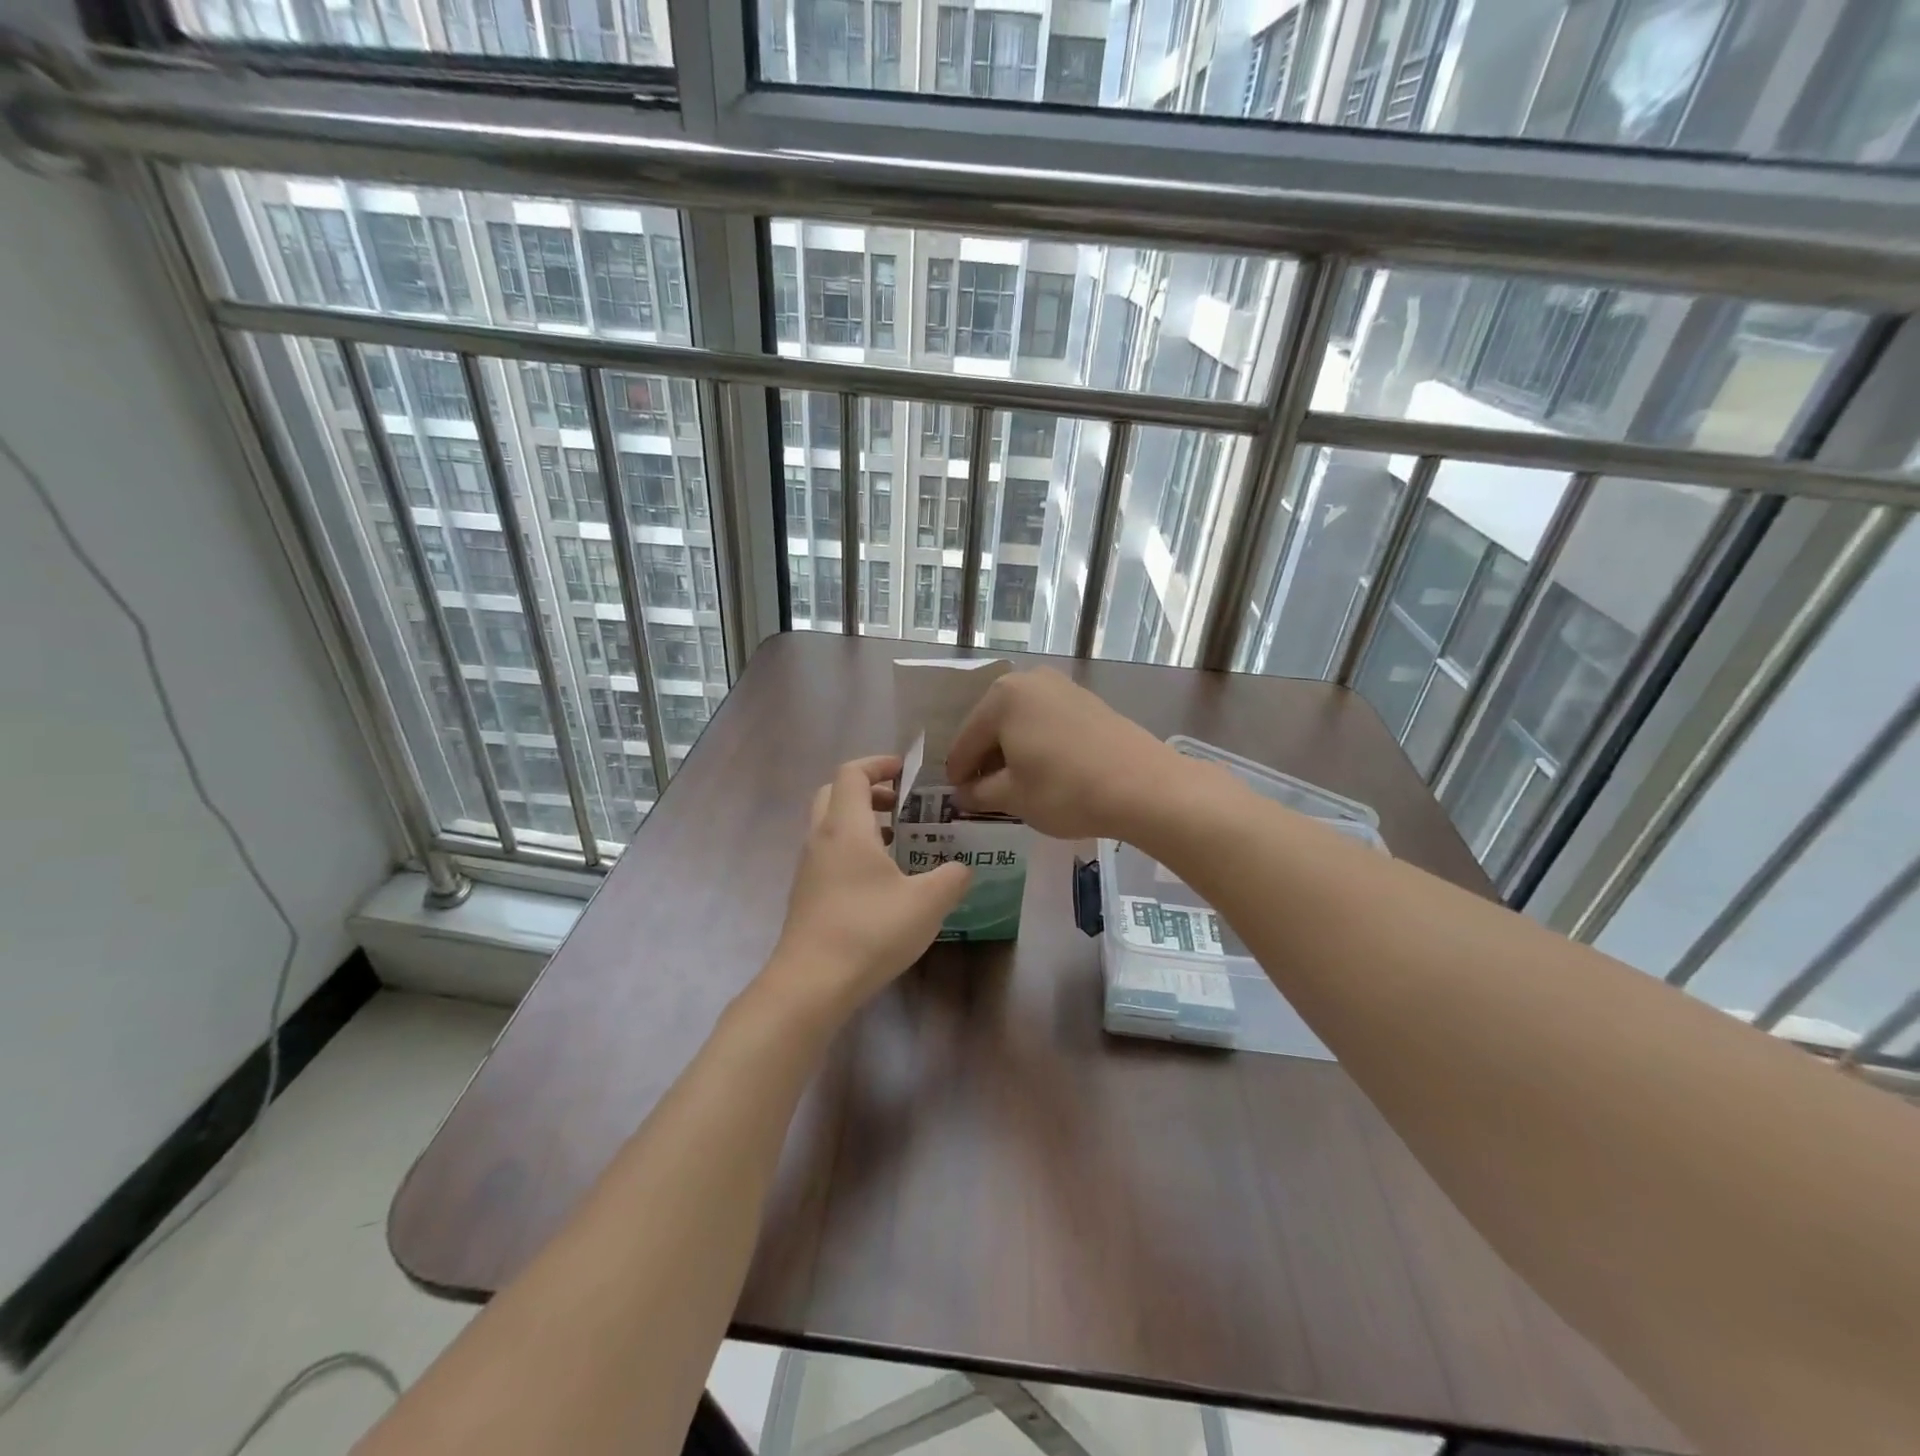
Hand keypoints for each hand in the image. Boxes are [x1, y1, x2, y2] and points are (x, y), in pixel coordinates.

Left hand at [765, 755, 971, 1024]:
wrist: (811, 984)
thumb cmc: (869, 931)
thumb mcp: (927, 904)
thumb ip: (952, 878)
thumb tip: (962, 869)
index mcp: (846, 827)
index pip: (852, 773)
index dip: (879, 764)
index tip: (906, 772)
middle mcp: (821, 839)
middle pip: (835, 793)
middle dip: (868, 791)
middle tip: (902, 805)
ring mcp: (808, 868)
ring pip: (830, 826)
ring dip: (861, 822)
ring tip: (899, 843)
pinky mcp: (806, 895)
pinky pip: (828, 854)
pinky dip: (853, 850)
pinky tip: (881, 882)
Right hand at [944, 668, 1192, 840]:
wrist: (1143, 786)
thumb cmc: (1065, 790)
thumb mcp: (1013, 797)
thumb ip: (979, 793)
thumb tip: (962, 793)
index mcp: (1002, 698)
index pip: (966, 741)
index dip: (958, 774)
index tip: (957, 798)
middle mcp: (1029, 681)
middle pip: (992, 726)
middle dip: (986, 759)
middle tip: (983, 793)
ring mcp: (1061, 687)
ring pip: (1021, 723)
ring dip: (1012, 751)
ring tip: (1014, 785)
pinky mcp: (1087, 701)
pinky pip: (1047, 722)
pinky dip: (1038, 744)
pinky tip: (1044, 770)